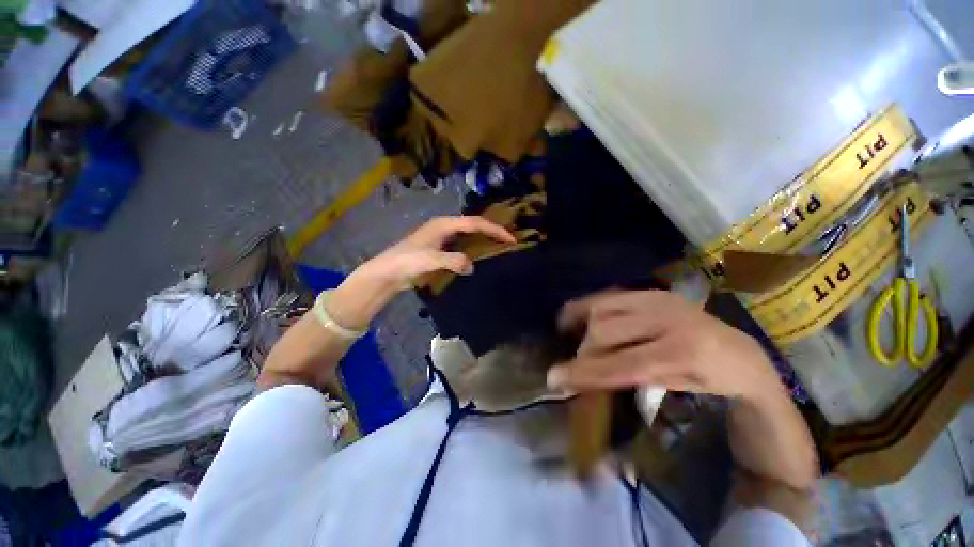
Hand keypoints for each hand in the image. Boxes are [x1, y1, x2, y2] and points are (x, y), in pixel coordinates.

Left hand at [328, 216, 515, 328]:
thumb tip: (471, 266)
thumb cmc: (407, 262)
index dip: (494, 230)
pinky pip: (463, 245)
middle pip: (474, 225)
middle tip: (509, 240)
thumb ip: (453, 261)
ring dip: (484, 239)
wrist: (388, 272)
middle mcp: (445, 227)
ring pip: (469, 234)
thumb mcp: (431, 260)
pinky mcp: (440, 248)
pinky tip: (480, 256)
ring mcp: (442, 237)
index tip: (511, 239)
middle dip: (492, 231)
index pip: (475, 223)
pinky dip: (474, 248)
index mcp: (444, 224)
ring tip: (499, 247)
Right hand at [547, 290, 782, 402]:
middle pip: (605, 331)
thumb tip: (585, 379)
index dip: (584, 372)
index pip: (621, 364)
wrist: (742, 352)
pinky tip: (576, 316)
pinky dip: (587, 307)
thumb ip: (630, 380)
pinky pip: (608, 296)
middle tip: (576, 367)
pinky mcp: (651, 291)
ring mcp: (658, 298)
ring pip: (601, 310)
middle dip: (584, 351)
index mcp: (683, 353)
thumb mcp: (675, 390)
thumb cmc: (711, 381)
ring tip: (579, 343)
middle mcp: (668, 318)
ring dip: (585, 330)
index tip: (555, 378)